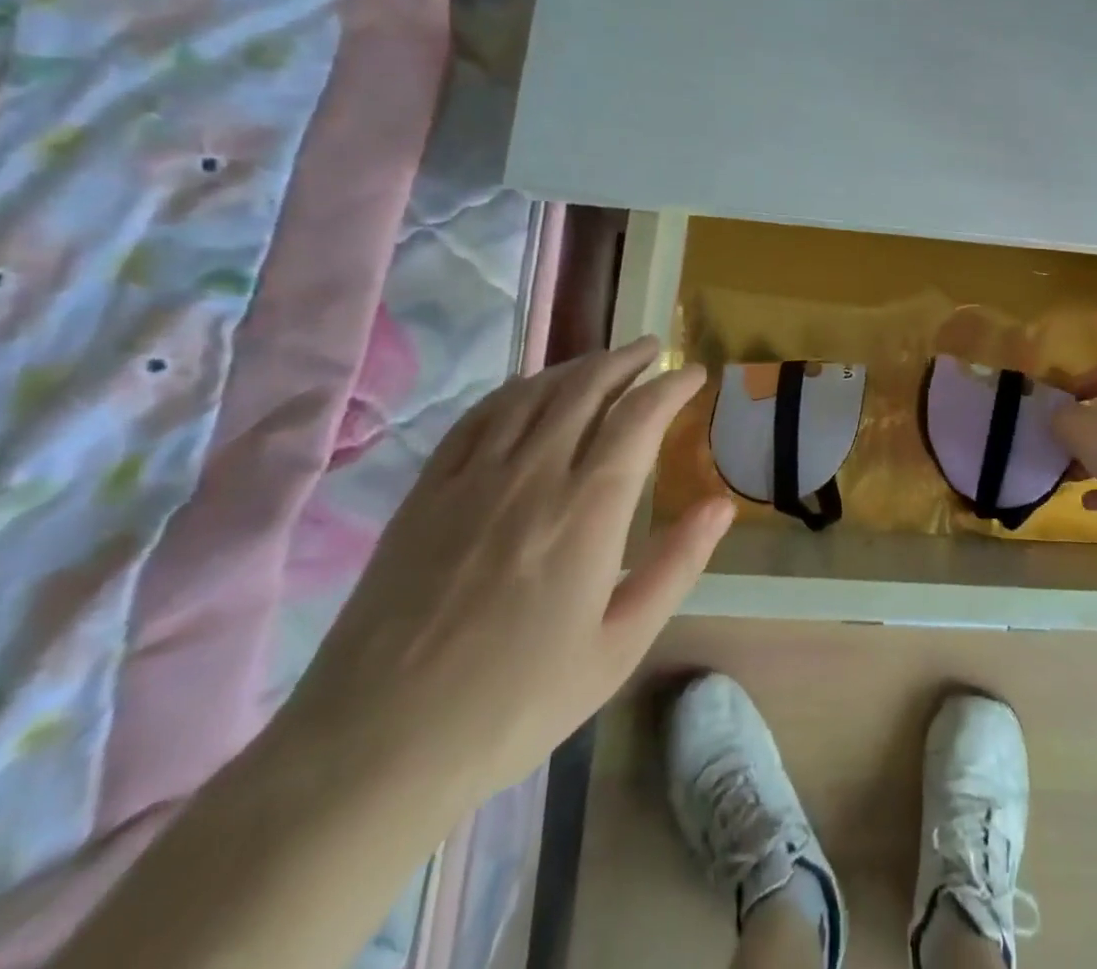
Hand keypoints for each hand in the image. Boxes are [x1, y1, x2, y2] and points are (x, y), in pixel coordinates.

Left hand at [277, 336, 732, 815]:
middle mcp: (534, 474)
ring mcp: (473, 477)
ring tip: (604, 361)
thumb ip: (676, 565)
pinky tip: (530, 390)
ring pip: (534, 392)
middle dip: (627, 360)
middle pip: (587, 387)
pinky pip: (478, 417)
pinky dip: (516, 389)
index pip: (639, 416)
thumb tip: (721, 505)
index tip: (694, 373)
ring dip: (577, 366)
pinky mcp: (427, 491)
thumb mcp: (619, 647)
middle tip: (652, 349)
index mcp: (588, 510)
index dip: (671, 385)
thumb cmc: (515, 704)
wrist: (376, 748)